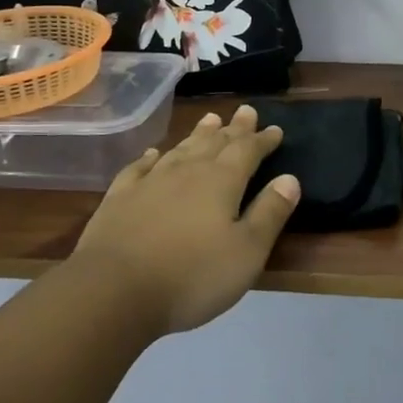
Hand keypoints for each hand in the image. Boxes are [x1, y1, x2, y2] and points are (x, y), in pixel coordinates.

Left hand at [69, 105, 300, 334]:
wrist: (113, 291)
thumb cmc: (191, 276)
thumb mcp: (247, 252)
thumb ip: (270, 213)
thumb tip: (289, 179)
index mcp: (222, 182)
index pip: (248, 152)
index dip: (263, 140)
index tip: (275, 129)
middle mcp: (187, 172)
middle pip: (215, 143)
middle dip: (233, 128)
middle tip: (245, 111)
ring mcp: (150, 182)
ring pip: (181, 149)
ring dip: (198, 134)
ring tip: (210, 119)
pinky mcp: (120, 198)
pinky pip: (139, 168)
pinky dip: (151, 157)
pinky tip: (154, 154)